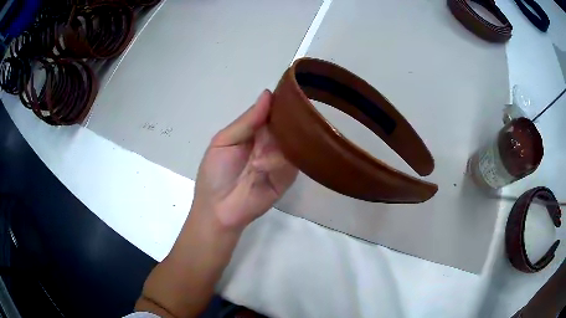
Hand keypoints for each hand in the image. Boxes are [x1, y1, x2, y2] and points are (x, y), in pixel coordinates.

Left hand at [192, 90, 297, 230]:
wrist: (218, 210)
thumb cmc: (215, 173)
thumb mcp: (224, 141)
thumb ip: (247, 120)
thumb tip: (268, 93)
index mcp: (255, 131)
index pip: (273, 111)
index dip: (281, 101)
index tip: (292, 89)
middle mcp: (271, 142)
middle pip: (287, 124)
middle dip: (288, 120)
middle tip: (288, 116)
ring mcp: (281, 160)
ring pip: (293, 142)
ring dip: (278, 145)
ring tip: (258, 157)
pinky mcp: (287, 177)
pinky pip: (292, 163)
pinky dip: (278, 163)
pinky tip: (261, 167)